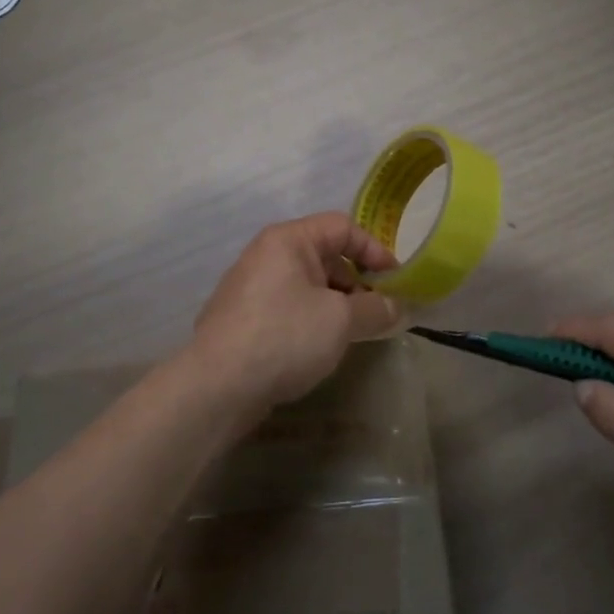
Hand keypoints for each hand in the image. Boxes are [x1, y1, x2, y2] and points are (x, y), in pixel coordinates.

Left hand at [189, 212, 399, 415]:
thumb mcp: (340, 320)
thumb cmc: (285, 336)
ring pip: (307, 285)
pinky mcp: (242, 319)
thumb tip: (395, 307)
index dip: (375, 250)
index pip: (342, 227)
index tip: (396, 282)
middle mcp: (266, 255)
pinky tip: (320, 348)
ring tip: (354, 334)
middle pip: (325, 255)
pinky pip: (288, 307)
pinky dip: (312, 320)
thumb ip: (374, 309)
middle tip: (378, 313)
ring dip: (336, 304)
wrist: (217, 385)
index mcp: (288, 240)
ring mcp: (250, 287)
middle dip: (357, 282)